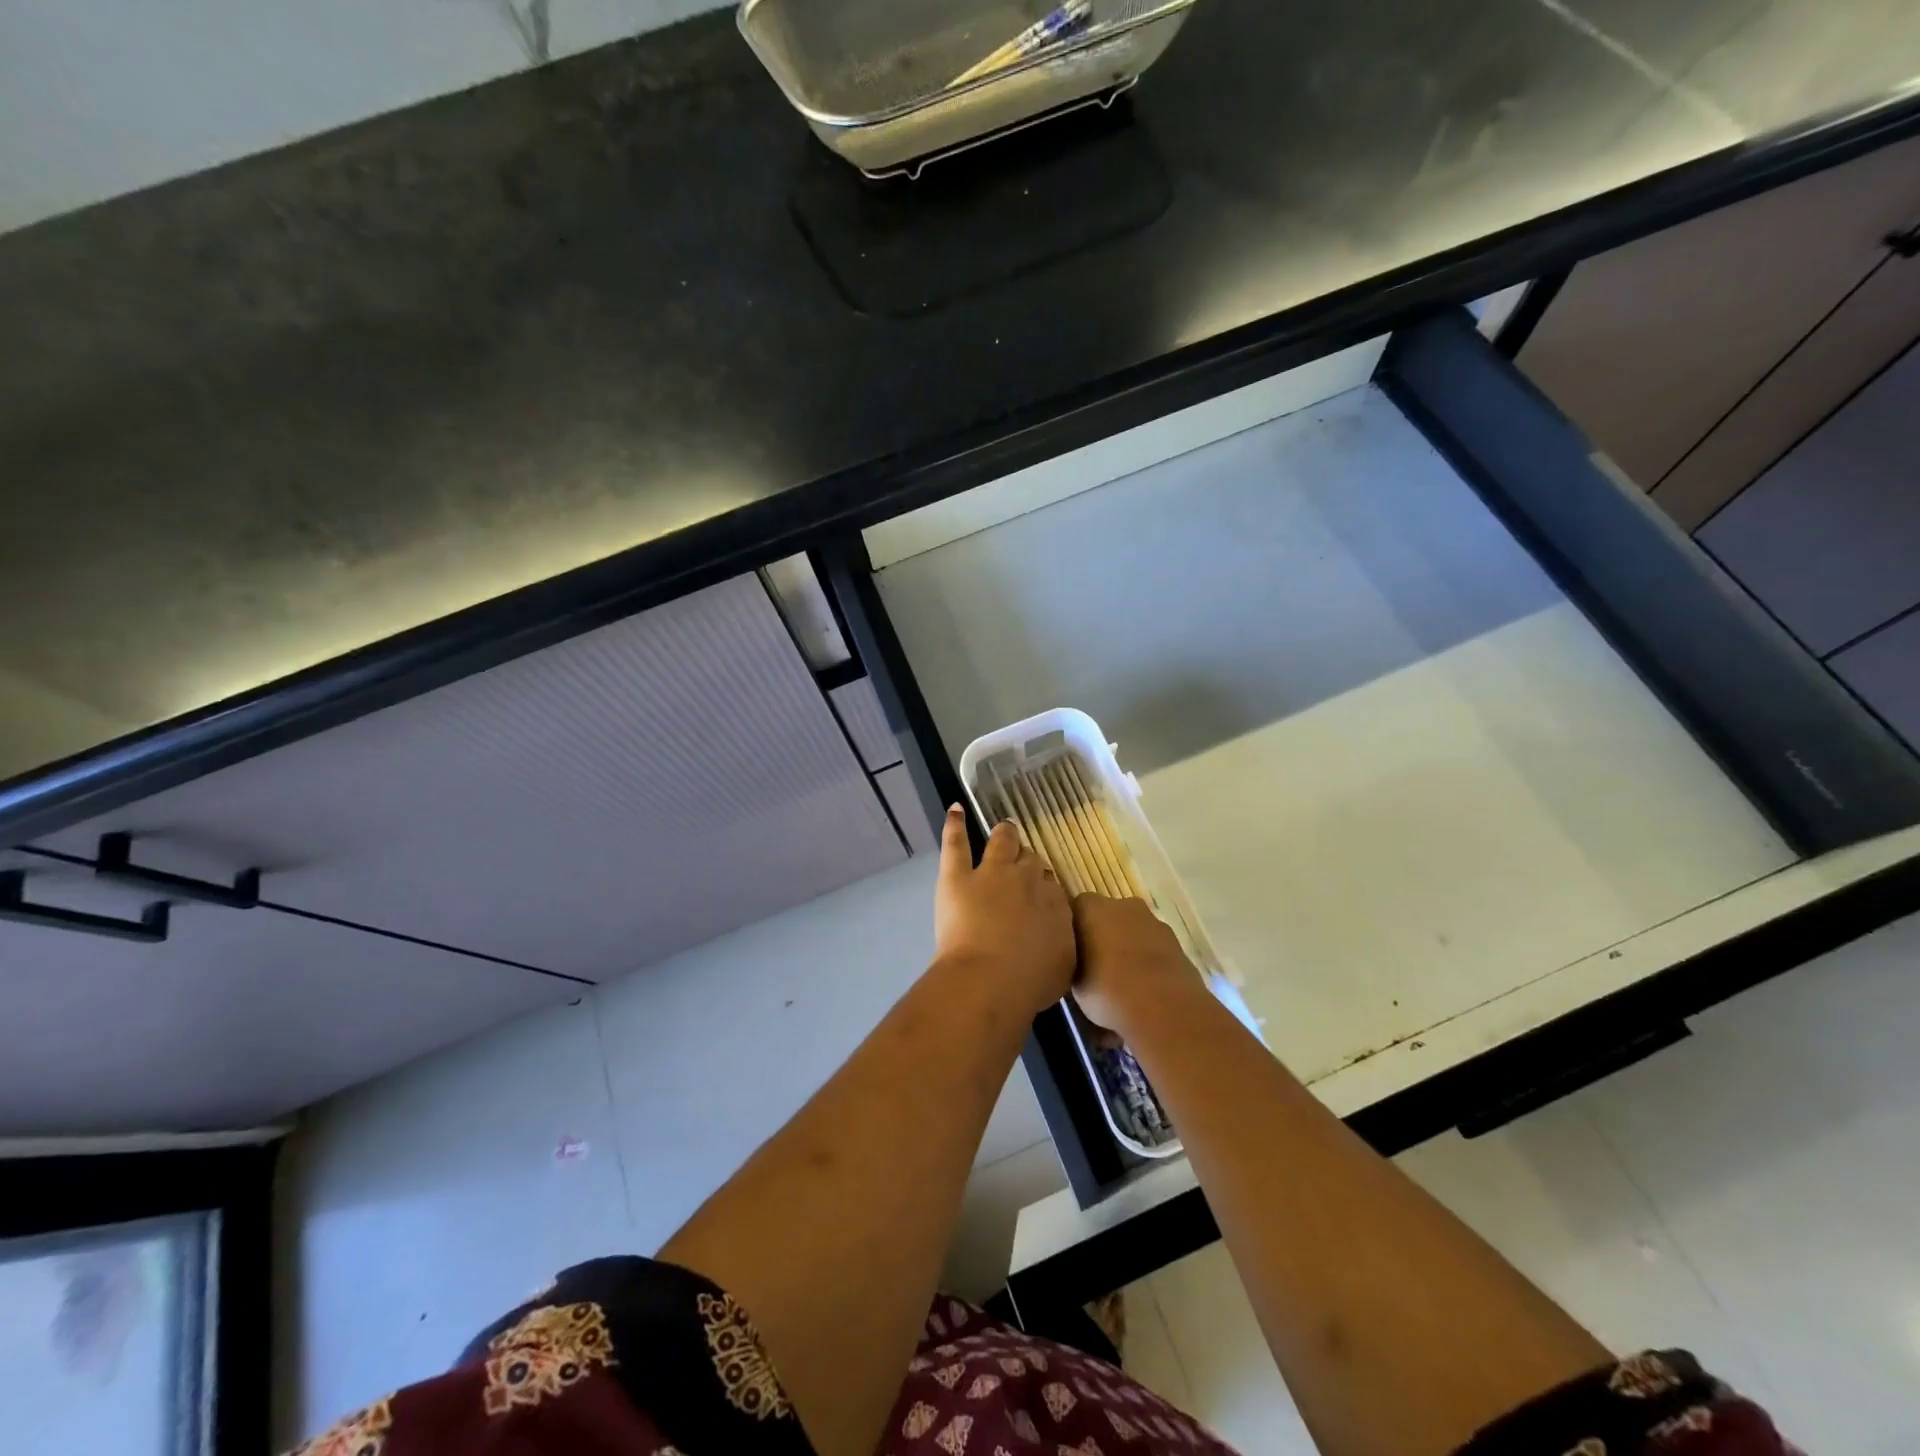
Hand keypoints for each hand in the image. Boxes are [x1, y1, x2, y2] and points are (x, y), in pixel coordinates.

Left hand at [935, 806, 1075, 1018]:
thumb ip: (1060, 946)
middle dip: (1028, 863)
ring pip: (1002, 842)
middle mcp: (1027, 880)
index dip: (1045, 890)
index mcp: (1055, 903)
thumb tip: (1056, 938)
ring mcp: (992, 873)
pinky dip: (955, 825)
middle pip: (1031, 861)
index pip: (1052, 887)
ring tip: (1003, 830)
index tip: (1040, 898)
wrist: (990, 980)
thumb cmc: (1029, 984)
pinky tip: (955, 809)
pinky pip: (956, 843)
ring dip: (1004, 835)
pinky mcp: (958, 876)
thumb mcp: (1061, 968)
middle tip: (1023, 868)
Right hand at [1070, 894, 1201, 1039]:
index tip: (1072, 953)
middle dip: (1103, 936)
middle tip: (1096, 966)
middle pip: (1108, 916)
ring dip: (1128, 948)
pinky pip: (1153, 948)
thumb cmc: (1108, 991)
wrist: (1164, 1008)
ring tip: (1123, 981)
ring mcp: (1154, 922)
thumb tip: (1079, 964)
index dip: (1074, 931)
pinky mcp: (1176, 942)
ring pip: (1133, 931)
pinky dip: (1148, 961)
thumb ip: (1074, 964)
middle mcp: (1123, 905)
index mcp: (1092, 907)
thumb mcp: (1074, 984)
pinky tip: (1145, 988)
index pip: (1076, 909)